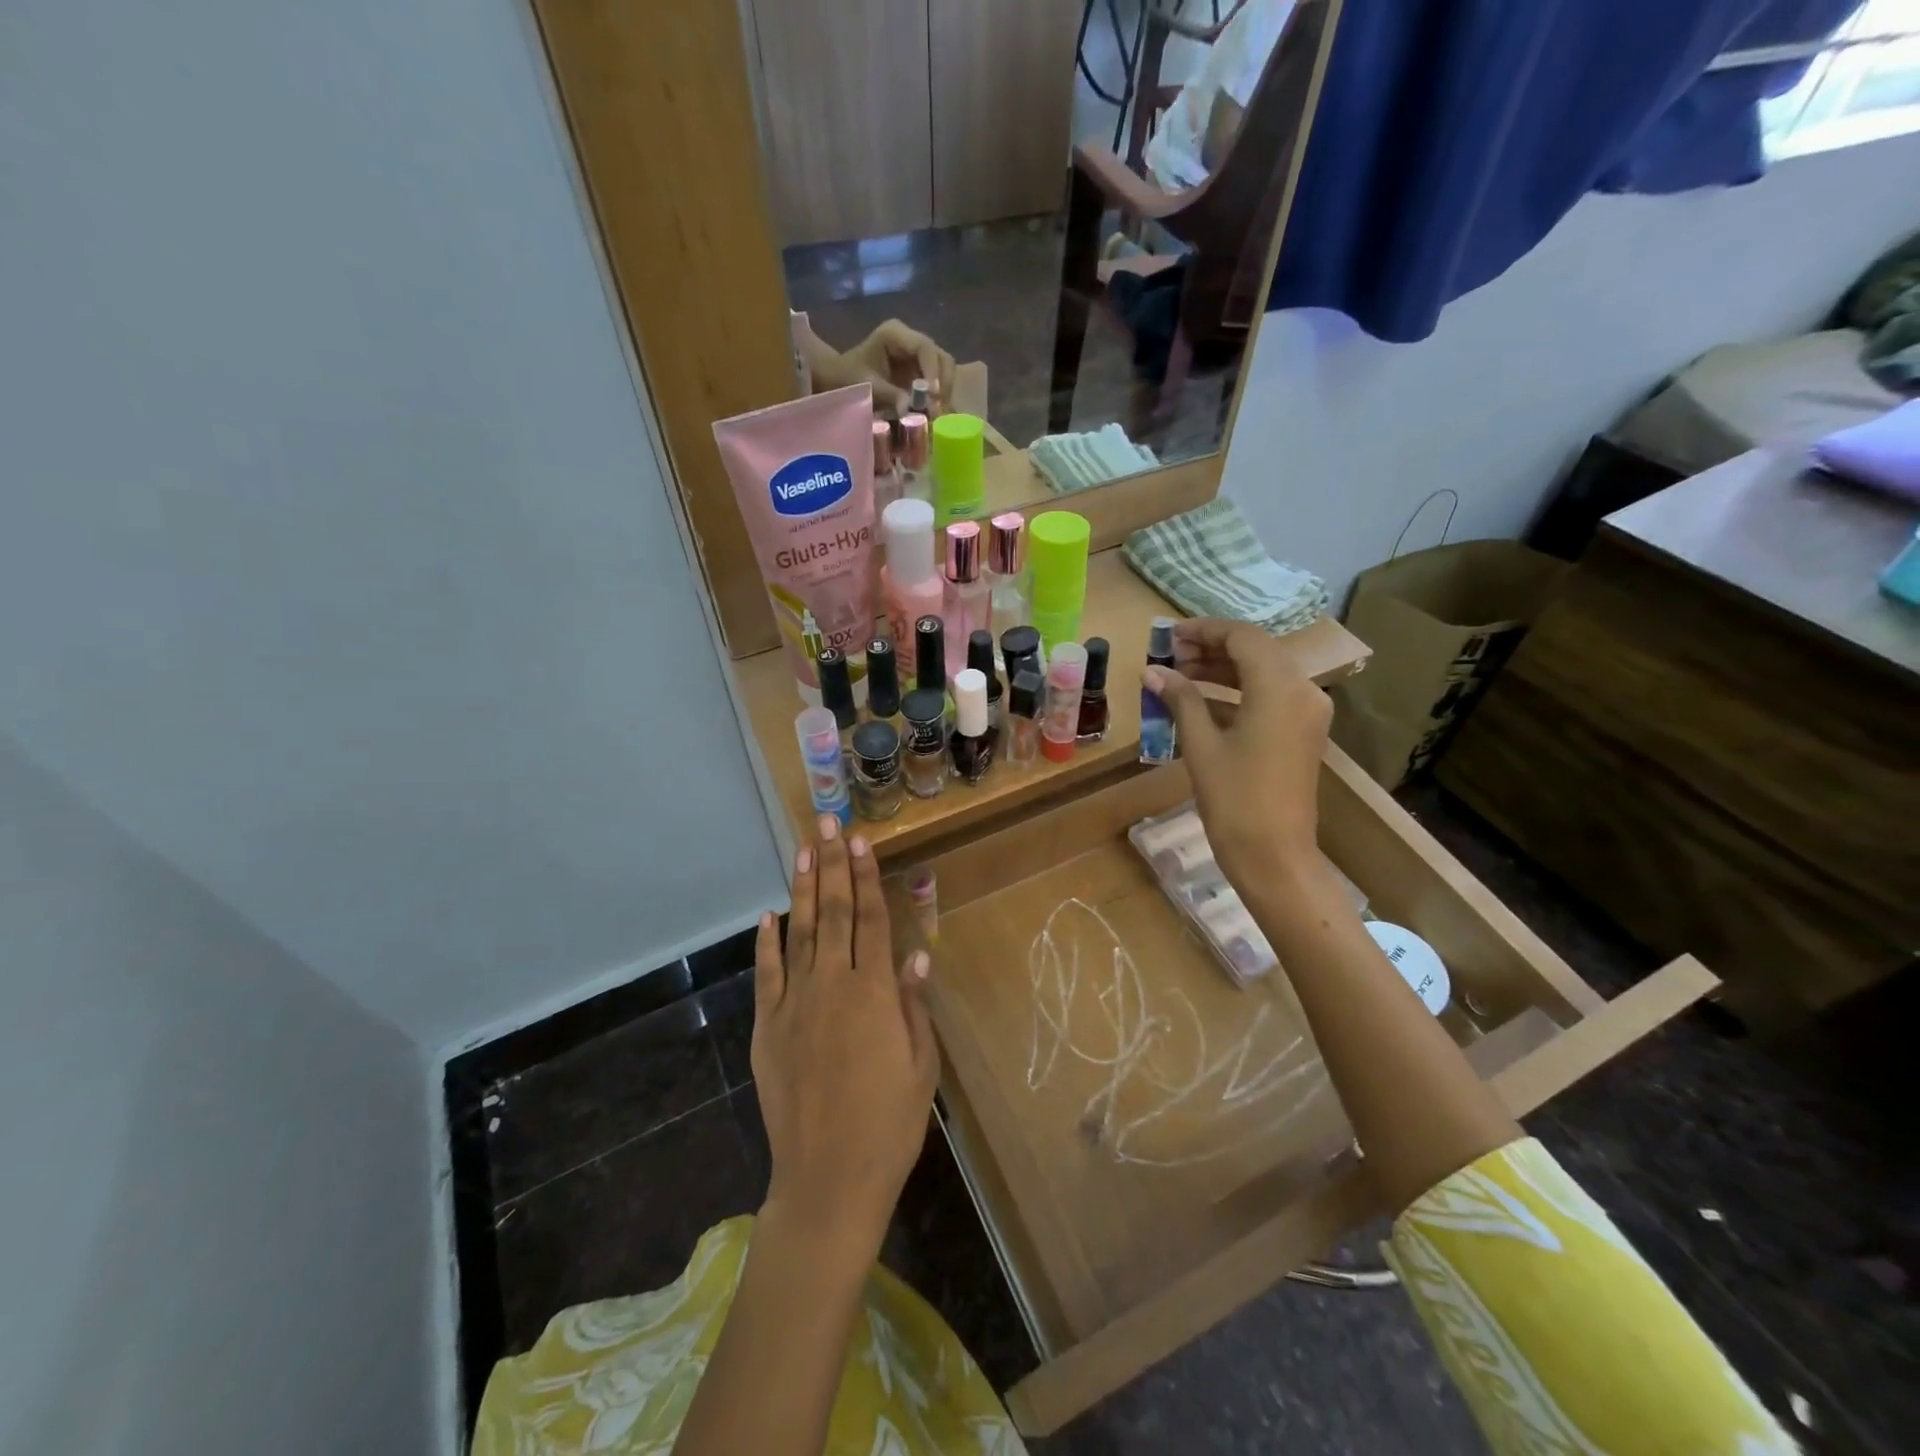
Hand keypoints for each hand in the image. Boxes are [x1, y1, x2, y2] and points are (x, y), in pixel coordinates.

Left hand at [752, 815, 939, 1260]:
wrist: (828, 1180)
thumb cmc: (889, 1124)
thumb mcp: (921, 1066)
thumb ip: (915, 1007)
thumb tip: (917, 956)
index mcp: (875, 993)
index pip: (872, 920)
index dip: (867, 877)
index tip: (862, 841)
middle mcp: (833, 986)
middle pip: (834, 913)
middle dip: (833, 864)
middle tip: (830, 823)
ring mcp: (795, 1004)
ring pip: (799, 932)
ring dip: (802, 888)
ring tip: (804, 849)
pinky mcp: (768, 1027)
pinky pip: (767, 974)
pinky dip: (767, 942)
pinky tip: (769, 915)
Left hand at [846, 321, 954, 416]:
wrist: (839, 379)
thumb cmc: (848, 376)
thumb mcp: (867, 385)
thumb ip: (889, 395)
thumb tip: (909, 410)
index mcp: (896, 334)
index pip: (924, 348)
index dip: (933, 371)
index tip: (933, 395)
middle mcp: (911, 340)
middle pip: (941, 358)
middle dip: (943, 384)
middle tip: (939, 409)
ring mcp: (918, 356)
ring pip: (944, 371)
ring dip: (944, 394)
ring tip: (938, 415)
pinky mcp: (920, 372)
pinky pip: (938, 383)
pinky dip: (938, 400)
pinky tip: (935, 414)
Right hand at [1143, 618, 1331, 892]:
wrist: (1274, 856)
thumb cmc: (1234, 799)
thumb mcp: (1201, 745)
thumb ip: (1181, 699)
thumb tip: (1152, 671)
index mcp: (1280, 687)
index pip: (1242, 637)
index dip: (1203, 630)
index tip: (1168, 635)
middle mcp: (1302, 690)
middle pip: (1255, 651)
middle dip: (1210, 649)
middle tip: (1169, 656)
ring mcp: (1307, 712)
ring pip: (1262, 673)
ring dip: (1222, 670)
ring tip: (1178, 675)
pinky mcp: (1302, 732)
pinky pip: (1269, 697)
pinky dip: (1236, 693)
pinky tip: (1199, 702)